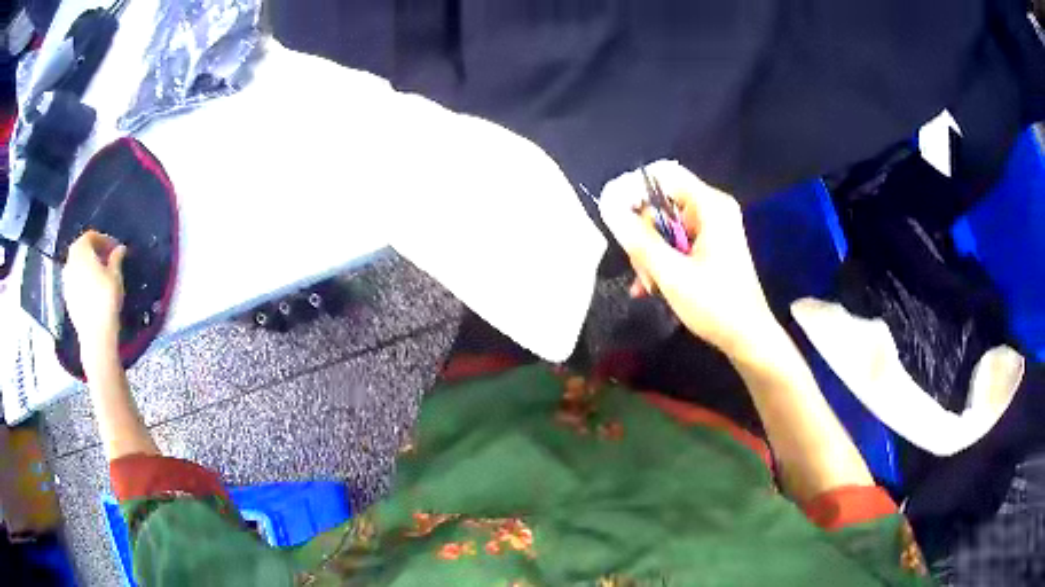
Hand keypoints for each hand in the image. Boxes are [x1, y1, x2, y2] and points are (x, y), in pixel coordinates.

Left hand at [62, 231, 126, 357]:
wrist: (95, 336)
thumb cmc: (106, 301)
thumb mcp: (115, 276)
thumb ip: (116, 258)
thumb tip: (120, 249)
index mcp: (81, 251)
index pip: (91, 236)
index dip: (104, 239)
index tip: (115, 249)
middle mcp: (70, 262)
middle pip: (81, 249)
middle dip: (93, 251)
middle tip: (107, 259)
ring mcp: (66, 281)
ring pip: (76, 265)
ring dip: (87, 266)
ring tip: (100, 275)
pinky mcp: (67, 298)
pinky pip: (75, 281)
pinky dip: (83, 280)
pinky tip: (93, 291)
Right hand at [599, 160, 775, 357]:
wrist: (748, 339)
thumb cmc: (715, 304)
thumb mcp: (672, 274)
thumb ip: (639, 240)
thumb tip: (609, 209)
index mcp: (710, 206)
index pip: (664, 176)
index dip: (635, 191)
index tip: (616, 217)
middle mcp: (712, 210)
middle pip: (662, 204)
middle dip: (644, 235)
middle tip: (641, 267)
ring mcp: (712, 230)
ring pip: (665, 227)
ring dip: (651, 255)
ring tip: (649, 285)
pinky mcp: (710, 248)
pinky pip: (676, 243)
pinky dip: (663, 262)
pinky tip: (653, 288)